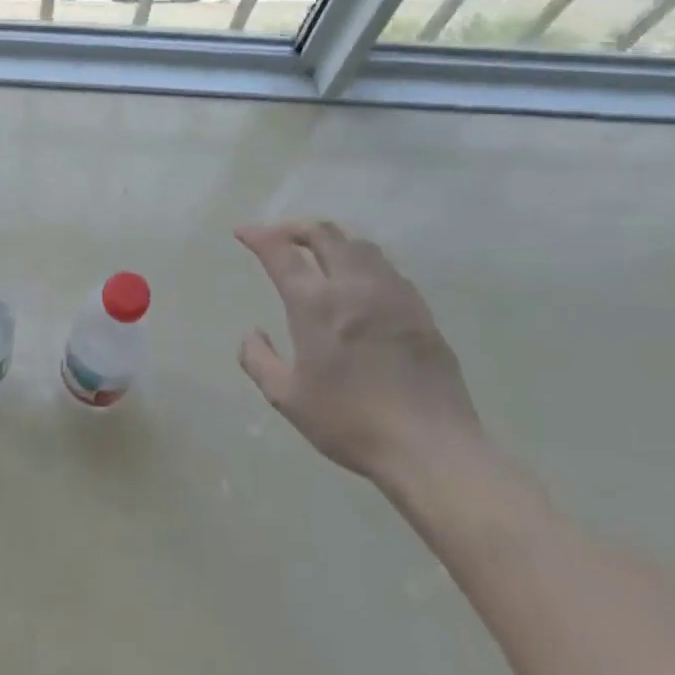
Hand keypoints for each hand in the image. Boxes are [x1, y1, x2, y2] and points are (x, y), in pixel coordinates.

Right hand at [236, 220, 480, 485]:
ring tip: (318, 255)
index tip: (243, 233)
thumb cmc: (349, 422)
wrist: (431, 448)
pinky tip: (359, 285)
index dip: (258, 236)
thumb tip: (253, 333)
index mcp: (315, 304)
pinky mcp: (420, 312)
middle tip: (278, 236)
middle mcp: (354, 287)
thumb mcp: (286, 397)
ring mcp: (393, 295)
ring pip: (360, 246)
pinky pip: (387, 269)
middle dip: (294, 227)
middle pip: (324, 233)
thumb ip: (257, 359)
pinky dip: (363, 263)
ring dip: (332, 241)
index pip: (280, 251)